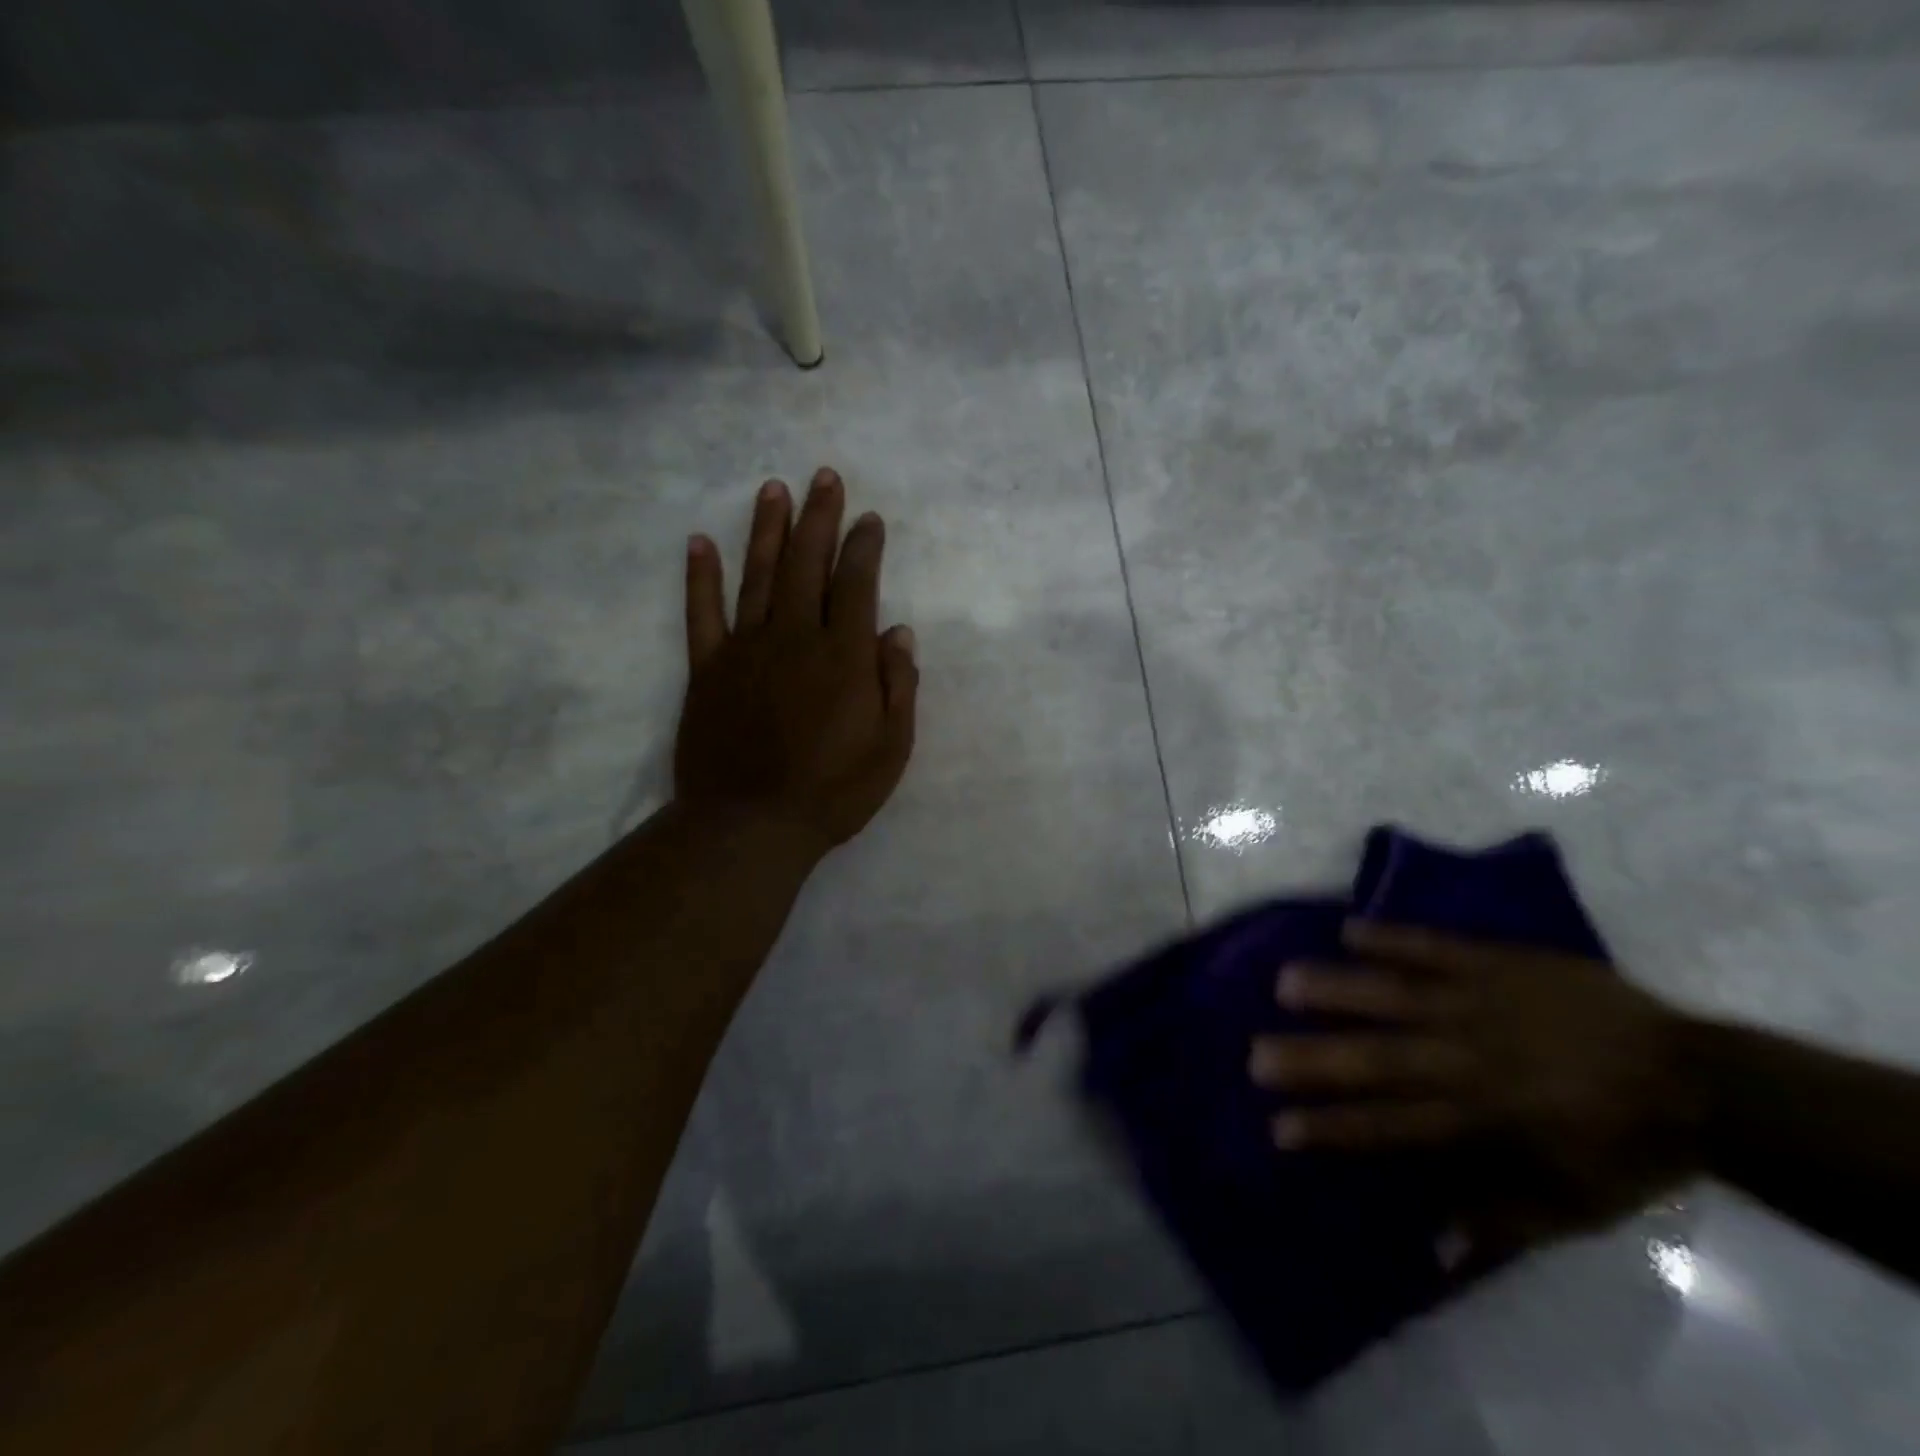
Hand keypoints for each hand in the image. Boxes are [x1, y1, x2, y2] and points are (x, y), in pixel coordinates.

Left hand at [674, 470, 917, 862]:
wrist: (750, 825)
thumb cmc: (832, 792)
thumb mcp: (890, 749)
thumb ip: (898, 686)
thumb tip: (899, 632)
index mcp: (843, 657)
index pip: (856, 585)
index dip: (864, 548)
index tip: (870, 519)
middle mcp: (794, 638)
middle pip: (806, 564)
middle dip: (819, 518)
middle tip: (824, 478)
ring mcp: (745, 650)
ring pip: (757, 576)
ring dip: (766, 530)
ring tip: (773, 489)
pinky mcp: (707, 669)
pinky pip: (701, 614)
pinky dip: (700, 577)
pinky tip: (699, 543)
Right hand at [1249, 921, 1703, 1253]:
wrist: (1697, 1078)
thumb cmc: (1624, 1148)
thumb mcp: (1573, 1208)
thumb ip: (1498, 1222)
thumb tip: (1427, 1246)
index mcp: (1483, 1119)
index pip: (1390, 1125)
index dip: (1333, 1127)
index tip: (1279, 1126)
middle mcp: (1467, 1059)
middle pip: (1378, 1059)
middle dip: (1313, 1058)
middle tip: (1255, 1054)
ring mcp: (1479, 1004)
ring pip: (1395, 996)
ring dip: (1338, 989)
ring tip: (1283, 981)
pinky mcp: (1497, 964)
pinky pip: (1435, 947)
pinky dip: (1391, 938)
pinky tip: (1345, 928)